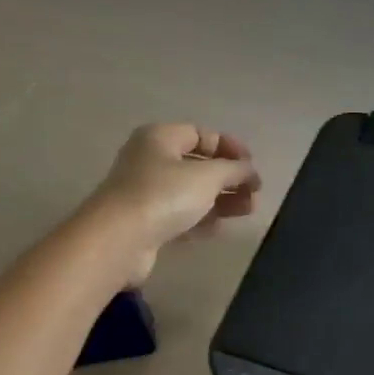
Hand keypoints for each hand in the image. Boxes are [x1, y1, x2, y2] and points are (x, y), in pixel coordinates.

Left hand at [83, 123, 261, 284]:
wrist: (119, 240)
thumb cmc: (164, 196)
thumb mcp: (207, 176)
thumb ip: (233, 170)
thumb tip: (249, 171)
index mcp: (160, 138)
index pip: (200, 134)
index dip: (229, 147)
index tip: (252, 165)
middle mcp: (149, 161)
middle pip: (197, 165)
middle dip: (228, 178)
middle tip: (254, 194)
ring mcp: (146, 194)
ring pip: (191, 193)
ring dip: (220, 200)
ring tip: (248, 211)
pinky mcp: (145, 224)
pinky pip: (180, 216)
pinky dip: (201, 219)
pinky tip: (221, 227)